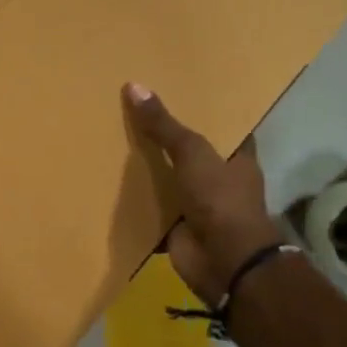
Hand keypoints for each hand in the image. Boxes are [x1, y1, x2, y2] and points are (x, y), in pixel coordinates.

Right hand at [125, 83, 280, 303]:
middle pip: (190, 151)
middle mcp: (220, 179)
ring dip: (148, 168)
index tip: (177, 91)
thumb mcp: (192, 152)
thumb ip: (163, 124)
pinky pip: (152, 206)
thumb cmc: (220, 199)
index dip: (204, 111)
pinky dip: (135, 200)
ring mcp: (199, 204)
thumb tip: (133, 86)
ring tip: (114, 138)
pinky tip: (108, 181)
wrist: (224, 261)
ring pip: (169, 178)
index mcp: (237, 157)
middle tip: (133, 110)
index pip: (223, 126)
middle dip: (167, 137)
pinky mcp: (177, 226)